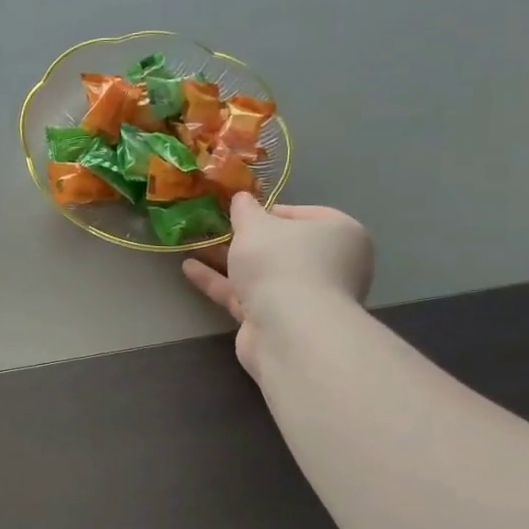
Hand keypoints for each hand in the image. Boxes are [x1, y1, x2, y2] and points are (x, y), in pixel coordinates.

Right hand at [181, 194, 372, 380]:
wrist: (288, 330)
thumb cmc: (281, 263)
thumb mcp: (256, 225)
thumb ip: (245, 210)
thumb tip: (242, 198)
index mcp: (339, 234)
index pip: (304, 215)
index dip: (269, 211)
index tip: (241, 212)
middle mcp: (328, 266)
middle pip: (280, 247)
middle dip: (244, 239)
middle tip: (213, 228)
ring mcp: (303, 297)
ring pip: (260, 273)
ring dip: (227, 260)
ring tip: (193, 246)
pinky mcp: (277, 322)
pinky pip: (246, 295)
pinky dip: (221, 282)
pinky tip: (190, 269)